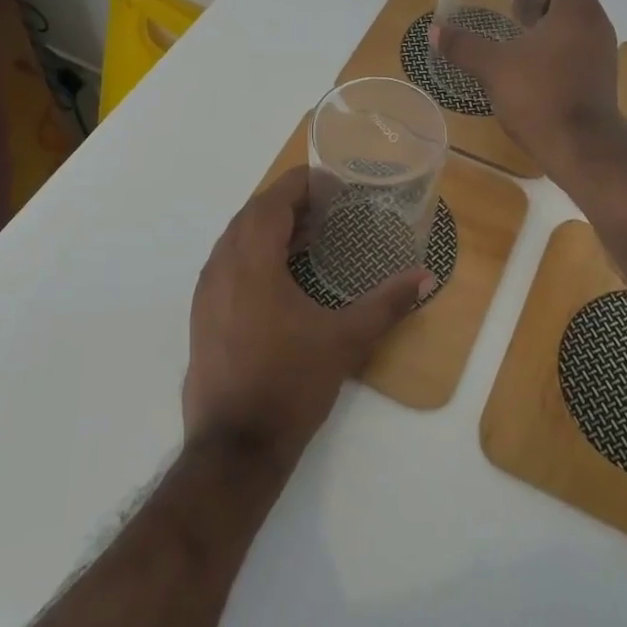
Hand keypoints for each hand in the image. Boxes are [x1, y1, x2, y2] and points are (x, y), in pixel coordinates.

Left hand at [184, 166, 431, 464]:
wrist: (235, 447)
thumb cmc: (291, 384)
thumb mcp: (346, 340)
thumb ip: (387, 303)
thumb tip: (425, 276)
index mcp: (252, 262)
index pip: (272, 202)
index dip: (300, 183)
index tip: (330, 180)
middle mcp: (221, 267)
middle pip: (251, 215)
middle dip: (286, 203)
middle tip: (325, 205)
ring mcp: (206, 293)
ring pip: (234, 239)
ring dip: (267, 227)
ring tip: (306, 233)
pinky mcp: (201, 315)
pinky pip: (226, 264)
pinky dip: (252, 252)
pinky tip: (280, 273)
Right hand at [430, 0, 620, 176]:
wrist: (583, 150)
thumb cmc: (542, 98)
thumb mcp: (495, 69)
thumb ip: (464, 46)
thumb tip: (434, 32)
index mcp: (576, 12)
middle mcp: (594, 24)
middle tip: (508, 1)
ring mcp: (600, 51)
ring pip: (573, 18)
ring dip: (544, 16)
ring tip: (513, 28)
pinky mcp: (597, 74)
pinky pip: (575, 41)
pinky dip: (552, 38)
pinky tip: (526, 59)